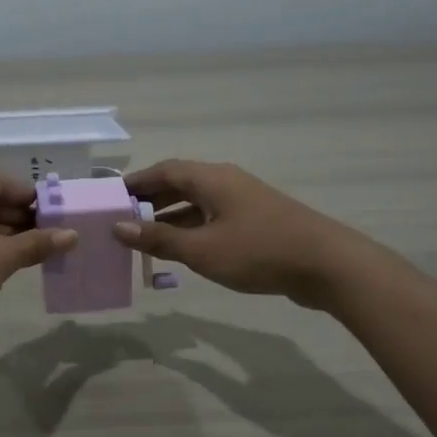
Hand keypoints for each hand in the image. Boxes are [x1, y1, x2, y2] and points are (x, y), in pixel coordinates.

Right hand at [110, 160, 356, 307]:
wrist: (326, 265)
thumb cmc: (258, 251)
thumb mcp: (201, 249)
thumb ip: (158, 238)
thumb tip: (118, 227)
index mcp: (211, 179)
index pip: (164, 171)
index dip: (135, 182)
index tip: (110, 197)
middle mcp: (226, 182)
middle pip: (180, 184)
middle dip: (150, 200)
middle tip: (122, 219)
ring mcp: (244, 202)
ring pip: (197, 203)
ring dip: (170, 218)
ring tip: (144, 238)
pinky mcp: (256, 222)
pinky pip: (213, 219)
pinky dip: (192, 230)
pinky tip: (182, 251)